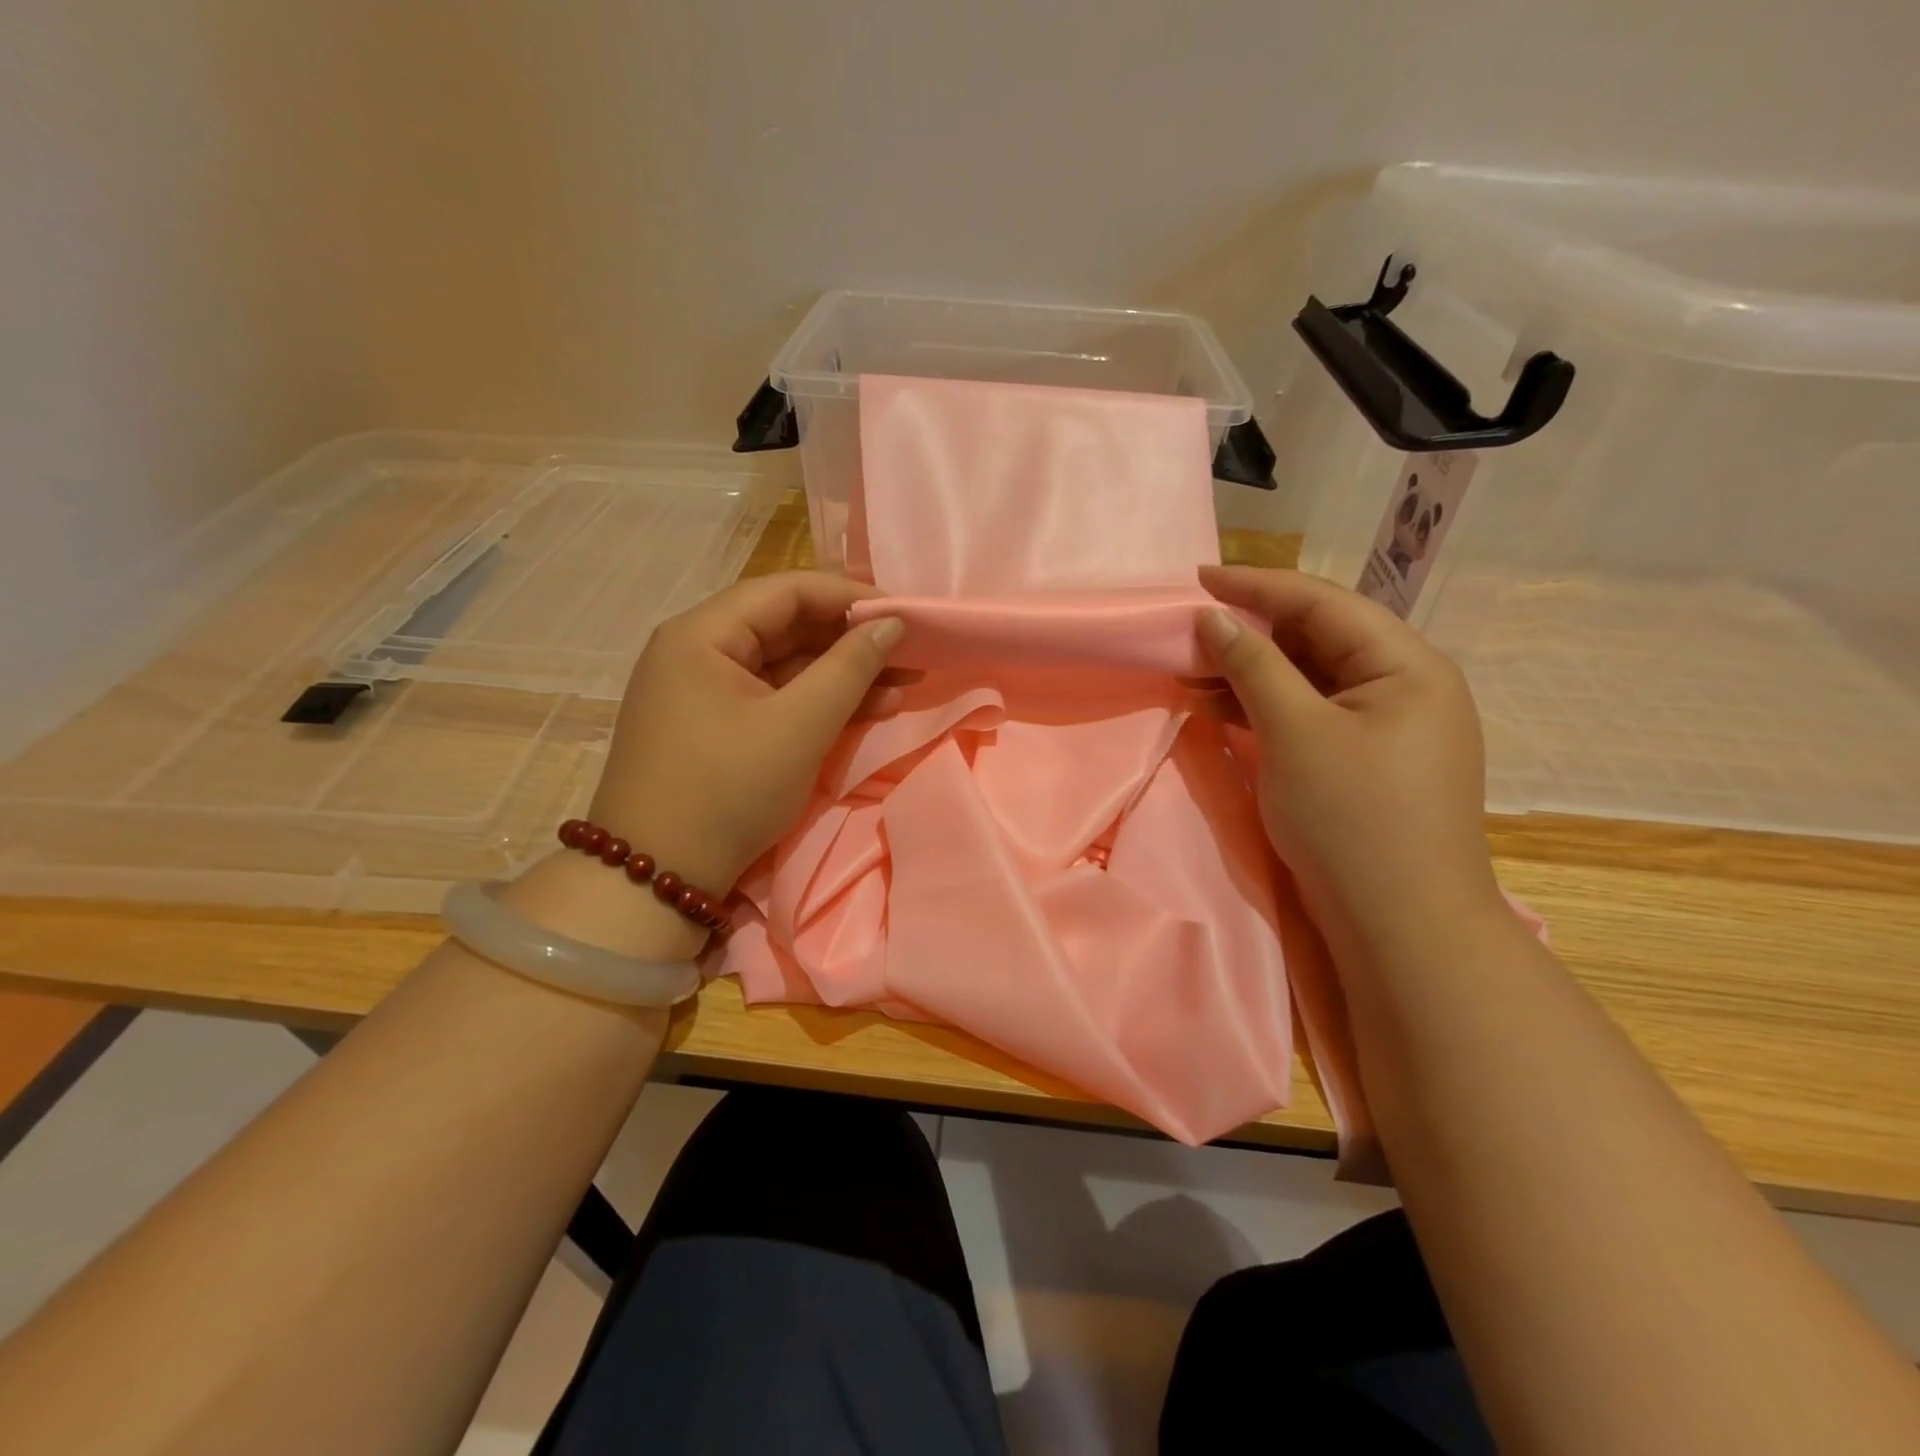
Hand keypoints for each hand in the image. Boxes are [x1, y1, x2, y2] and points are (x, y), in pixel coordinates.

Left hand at [587, 572, 904, 892]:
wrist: (655, 879)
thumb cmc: (727, 790)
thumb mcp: (799, 726)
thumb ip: (850, 667)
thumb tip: (892, 623)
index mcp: (702, 634)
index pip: (787, 591)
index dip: (851, 597)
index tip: (906, 615)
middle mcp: (698, 651)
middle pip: (787, 626)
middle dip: (853, 641)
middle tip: (911, 653)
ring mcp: (705, 691)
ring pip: (786, 666)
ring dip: (843, 675)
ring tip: (904, 685)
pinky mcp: (716, 727)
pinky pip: (775, 698)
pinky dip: (819, 703)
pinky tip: (869, 709)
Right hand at [1196, 565, 1504, 957]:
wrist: (1401, 927)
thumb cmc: (1352, 820)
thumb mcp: (1295, 733)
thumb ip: (1253, 666)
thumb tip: (1212, 617)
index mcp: (1407, 666)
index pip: (1323, 604)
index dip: (1256, 586)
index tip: (1197, 577)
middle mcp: (1405, 686)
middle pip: (1319, 638)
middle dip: (1251, 632)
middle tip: (1190, 629)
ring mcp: (1387, 727)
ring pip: (1310, 679)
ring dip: (1253, 673)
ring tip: (1193, 671)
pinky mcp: (1366, 761)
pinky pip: (1311, 716)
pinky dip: (1267, 709)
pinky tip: (1222, 709)